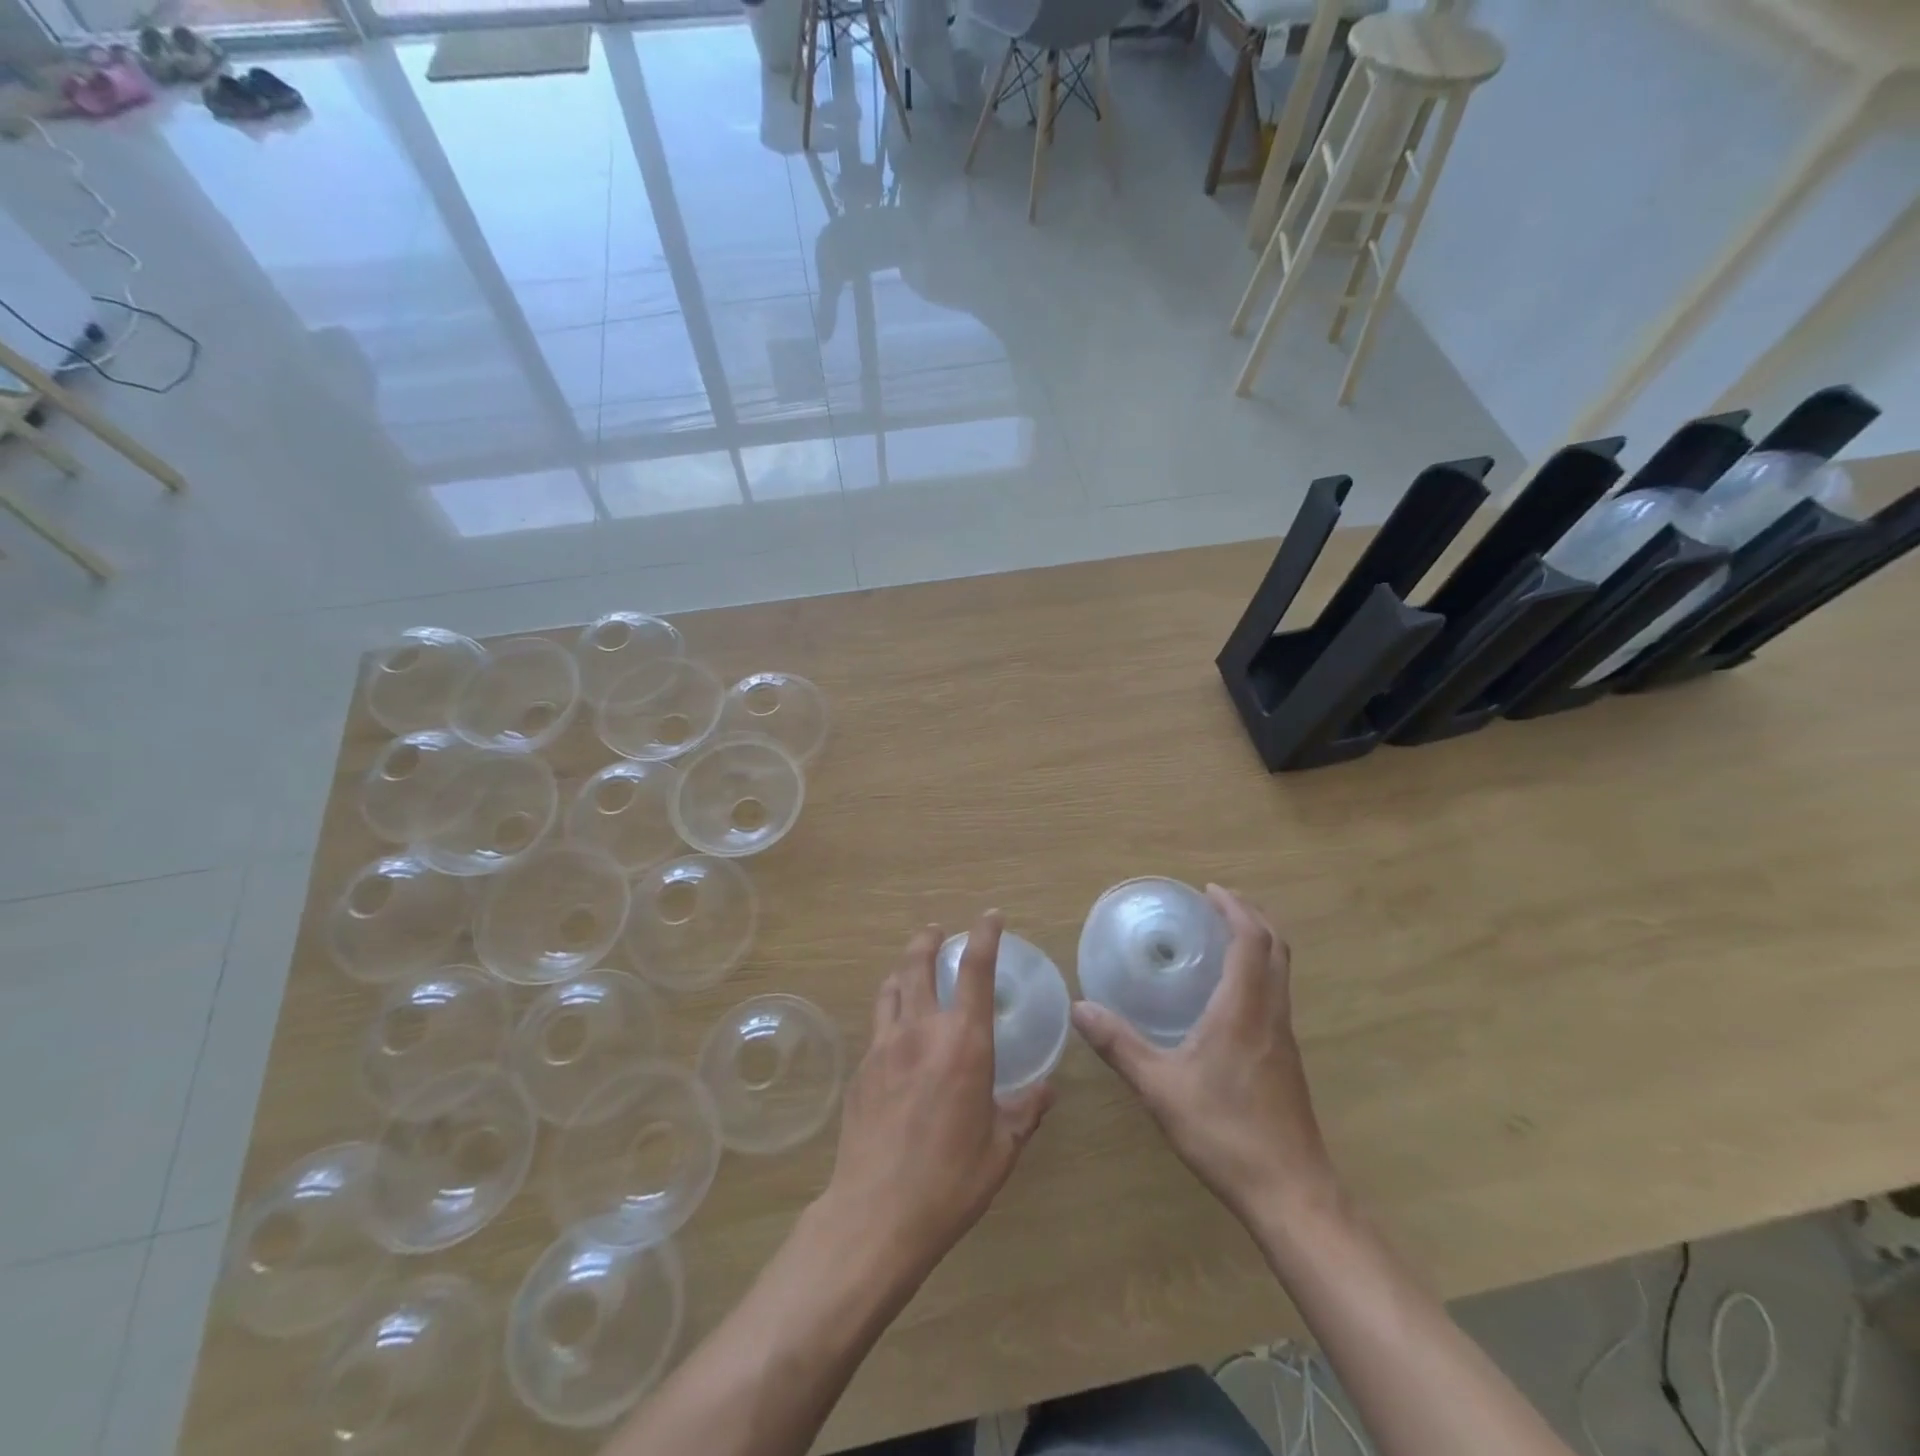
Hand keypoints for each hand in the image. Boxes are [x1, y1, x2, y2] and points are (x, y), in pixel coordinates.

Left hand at [822, 911, 1053, 1280]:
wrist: (876, 1214)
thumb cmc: (950, 1181)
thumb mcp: (1001, 1149)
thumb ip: (1024, 1112)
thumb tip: (1046, 1090)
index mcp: (963, 1043)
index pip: (975, 970)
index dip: (984, 936)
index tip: (989, 916)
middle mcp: (921, 1031)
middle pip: (918, 964)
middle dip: (928, 940)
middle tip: (937, 932)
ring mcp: (884, 1046)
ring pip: (891, 988)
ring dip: (903, 969)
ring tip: (911, 968)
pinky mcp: (861, 1069)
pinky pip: (877, 1024)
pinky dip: (889, 1009)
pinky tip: (895, 1030)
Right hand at [1071, 886, 1338, 1230]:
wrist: (1291, 1194)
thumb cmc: (1226, 1133)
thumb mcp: (1160, 1088)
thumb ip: (1119, 1046)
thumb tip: (1080, 1008)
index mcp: (1244, 1009)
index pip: (1251, 940)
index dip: (1234, 909)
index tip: (1208, 892)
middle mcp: (1271, 1014)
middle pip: (1276, 948)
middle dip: (1251, 916)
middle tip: (1217, 904)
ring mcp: (1284, 1038)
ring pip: (1281, 972)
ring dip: (1258, 943)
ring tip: (1221, 938)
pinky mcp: (1286, 1060)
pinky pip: (1276, 995)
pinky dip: (1259, 972)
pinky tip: (1228, 995)